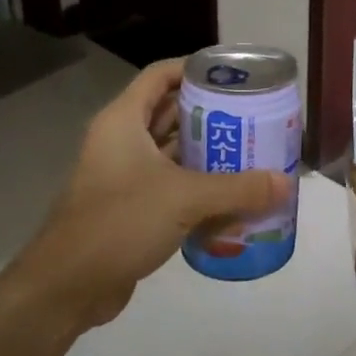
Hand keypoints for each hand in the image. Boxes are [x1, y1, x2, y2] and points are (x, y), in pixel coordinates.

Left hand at [7, 58, 290, 337]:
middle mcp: (121, 141)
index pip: (160, 75)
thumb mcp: (185, 199)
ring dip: (207, 153)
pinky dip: (198, 187)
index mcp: (123, 121)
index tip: (234, 76)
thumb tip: (286, 183)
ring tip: (251, 153)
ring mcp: (124, 176)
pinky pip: (170, 186)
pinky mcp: (130, 207)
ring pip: (172, 152)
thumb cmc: (120, 222)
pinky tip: (232, 196)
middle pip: (170, 113)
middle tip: (254, 117)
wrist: (68, 287)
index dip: (195, 68)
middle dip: (211, 114)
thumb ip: (238, 189)